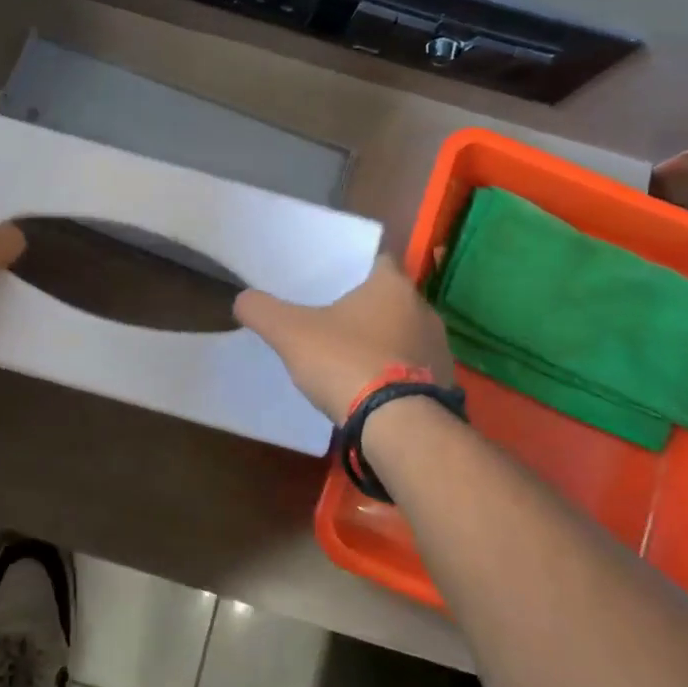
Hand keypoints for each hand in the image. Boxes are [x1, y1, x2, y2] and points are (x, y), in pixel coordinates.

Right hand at [234, 257, 454, 422]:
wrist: (399, 426)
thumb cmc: (346, 362)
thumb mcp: (291, 334)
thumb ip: (263, 311)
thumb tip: (242, 299)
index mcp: (392, 285)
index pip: (378, 260)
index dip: (355, 268)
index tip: (333, 280)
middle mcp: (423, 309)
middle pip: (392, 298)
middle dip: (367, 307)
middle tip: (334, 318)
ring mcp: (439, 347)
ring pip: (405, 333)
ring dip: (384, 341)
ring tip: (352, 356)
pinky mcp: (445, 383)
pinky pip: (415, 367)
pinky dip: (396, 372)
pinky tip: (373, 387)